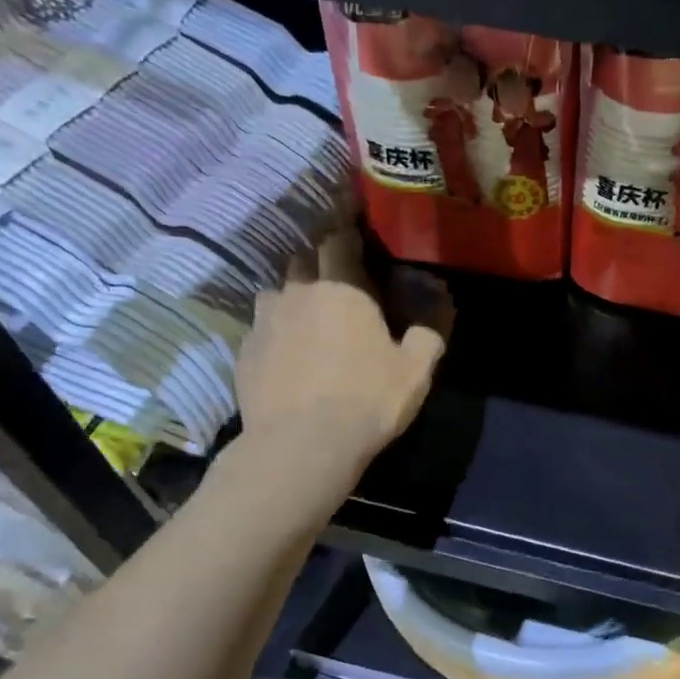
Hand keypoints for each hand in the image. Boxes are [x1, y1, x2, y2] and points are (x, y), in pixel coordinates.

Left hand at [237, 226, 451, 467]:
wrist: (301, 445)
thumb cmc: (367, 401)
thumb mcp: (415, 372)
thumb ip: (428, 334)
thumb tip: (436, 309)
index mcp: (342, 289)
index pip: (340, 240)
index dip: (349, 233)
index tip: (358, 234)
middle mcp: (297, 293)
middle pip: (303, 259)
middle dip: (320, 263)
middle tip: (338, 282)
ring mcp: (263, 321)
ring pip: (276, 291)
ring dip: (293, 296)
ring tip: (308, 318)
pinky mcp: (244, 351)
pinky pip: (260, 328)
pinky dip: (274, 332)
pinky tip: (287, 355)